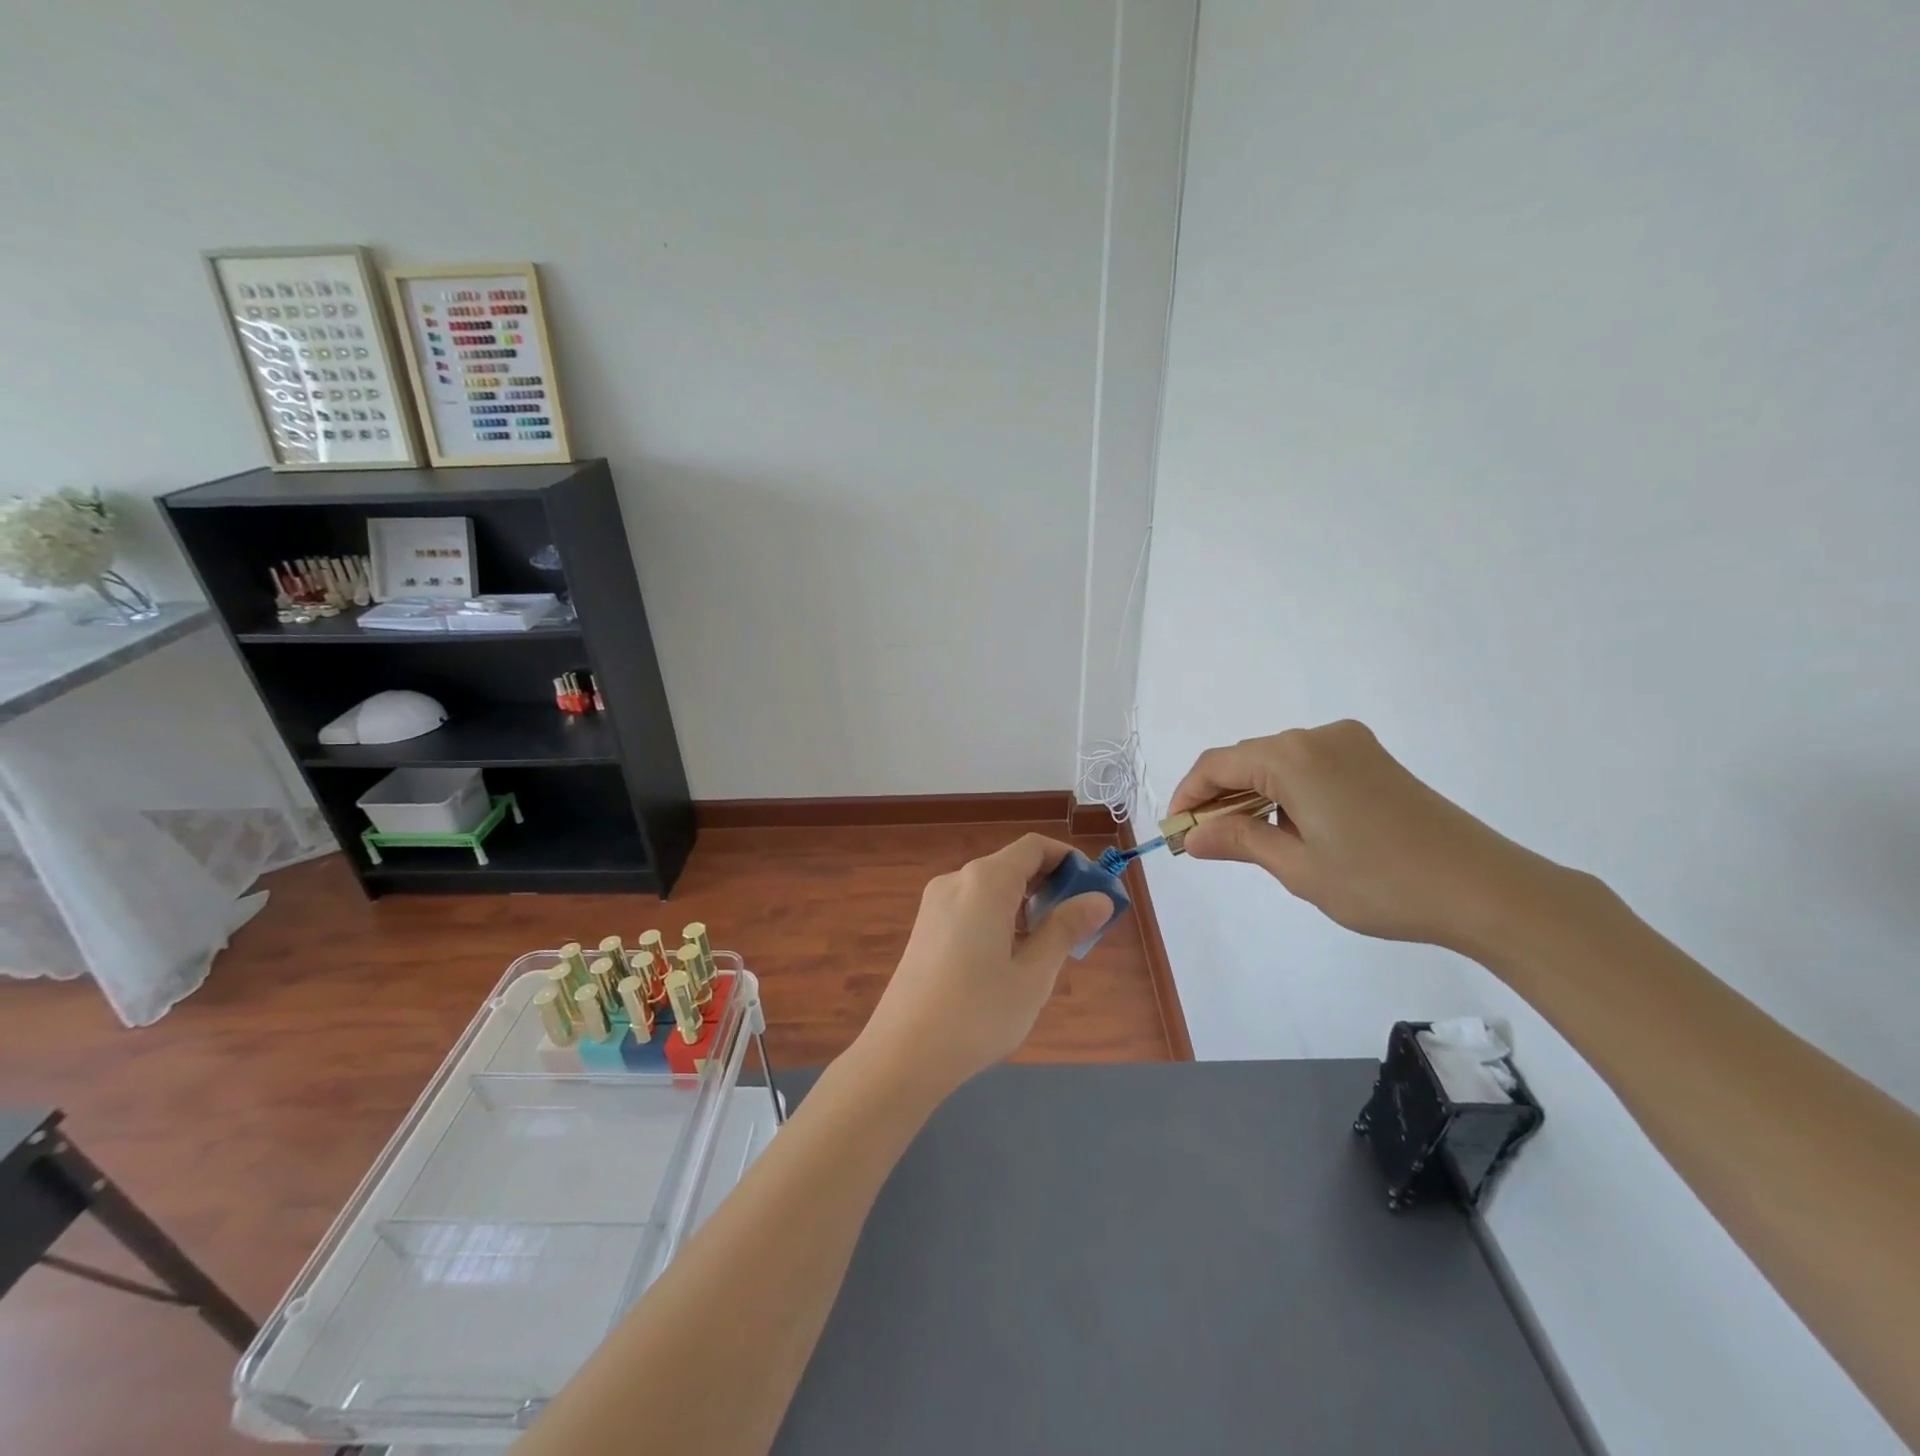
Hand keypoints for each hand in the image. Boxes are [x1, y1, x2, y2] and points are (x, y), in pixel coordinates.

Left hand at [853, 834, 1112, 1097]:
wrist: (901, 1054)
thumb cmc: (977, 1014)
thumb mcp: (1033, 974)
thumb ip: (1066, 929)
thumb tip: (1098, 899)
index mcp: (985, 882)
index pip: (1034, 847)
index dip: (1069, 860)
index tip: (1094, 891)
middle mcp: (957, 881)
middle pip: (1013, 865)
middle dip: (1051, 886)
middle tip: (1080, 926)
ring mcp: (935, 904)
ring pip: (992, 889)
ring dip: (1026, 905)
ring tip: (1049, 949)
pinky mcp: (925, 927)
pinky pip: (972, 907)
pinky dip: (1000, 918)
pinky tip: (1010, 959)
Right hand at [1170, 720, 1558, 951]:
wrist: (1487, 890)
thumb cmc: (1381, 882)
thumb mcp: (1298, 868)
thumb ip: (1238, 841)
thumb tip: (1192, 835)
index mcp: (1293, 756)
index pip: (1216, 765)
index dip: (1187, 796)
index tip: (1176, 834)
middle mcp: (1319, 736)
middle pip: (1247, 759)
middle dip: (1219, 798)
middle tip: (1206, 844)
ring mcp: (1352, 745)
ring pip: (1278, 763)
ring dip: (1253, 796)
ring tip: (1249, 843)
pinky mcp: (1375, 761)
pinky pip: (1310, 767)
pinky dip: (1287, 793)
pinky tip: (1295, 830)